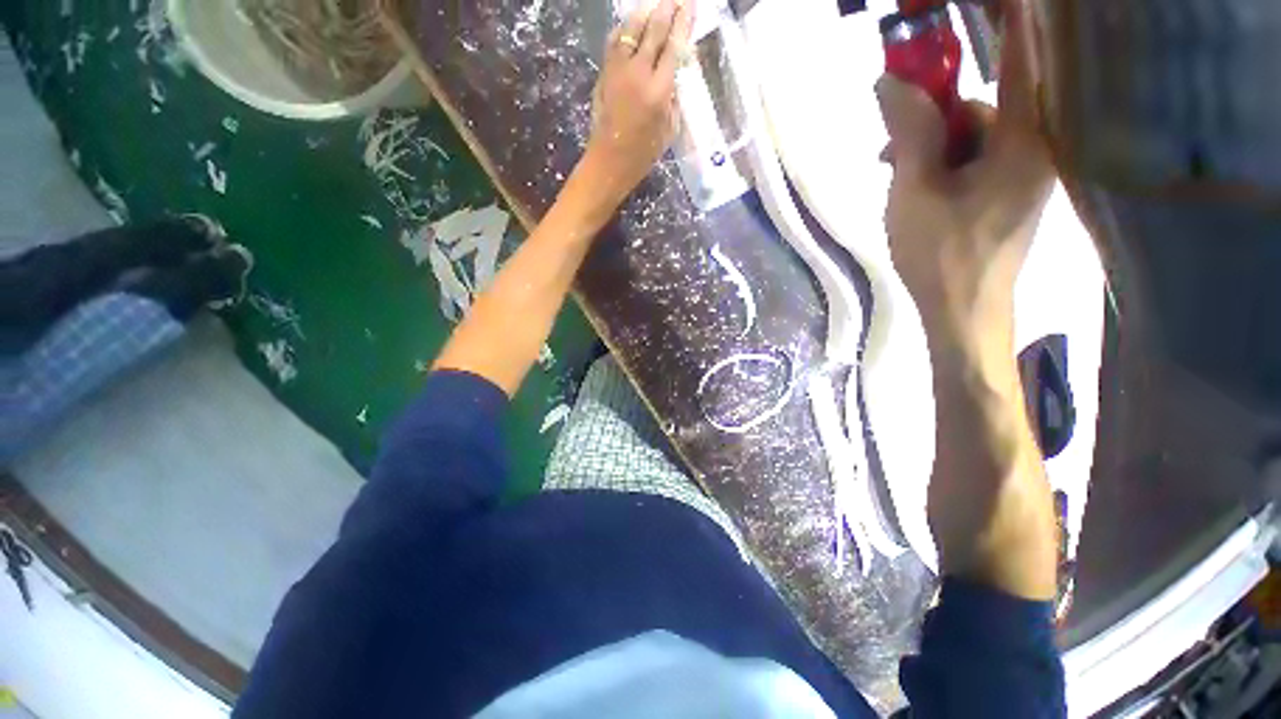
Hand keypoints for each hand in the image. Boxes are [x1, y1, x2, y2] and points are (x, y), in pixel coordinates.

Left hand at [581, 0, 693, 208]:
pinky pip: (614, 42)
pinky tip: (629, 25)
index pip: (674, 46)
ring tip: (653, 5)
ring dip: (644, 13)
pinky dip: (624, 29)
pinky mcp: (604, 73)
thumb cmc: (643, 154)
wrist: (610, 162)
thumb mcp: (668, 130)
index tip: (690, 5)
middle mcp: (639, 73)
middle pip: (653, 29)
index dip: (683, 22)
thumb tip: (674, 77)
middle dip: (666, 9)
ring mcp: (618, 70)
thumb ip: (673, 99)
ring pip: (630, 29)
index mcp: (659, 91)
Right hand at [878, 0, 1052, 360]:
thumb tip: (889, 82)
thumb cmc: (940, 253)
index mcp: (1020, 141)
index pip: (1019, 59)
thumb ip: (908, 133)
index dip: (1011, 18)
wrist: (963, 310)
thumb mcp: (913, 191)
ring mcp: (1022, 171)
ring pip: (972, 135)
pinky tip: (914, 186)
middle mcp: (1031, 147)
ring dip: (930, 146)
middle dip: (932, 115)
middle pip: (980, 105)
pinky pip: (974, 158)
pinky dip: (941, 164)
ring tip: (894, 175)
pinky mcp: (1008, 190)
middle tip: (887, 142)